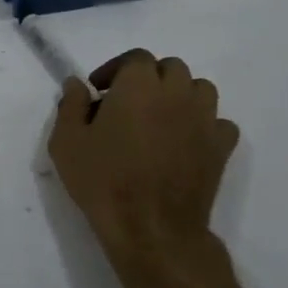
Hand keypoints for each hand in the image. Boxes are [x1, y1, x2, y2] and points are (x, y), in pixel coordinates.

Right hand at [47, 50, 240, 287]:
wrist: (151, 229)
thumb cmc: (103, 181)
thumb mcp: (67, 142)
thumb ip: (71, 105)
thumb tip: (77, 84)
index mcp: (139, 84)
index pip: (135, 58)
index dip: (116, 70)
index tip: (99, 92)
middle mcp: (176, 92)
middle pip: (170, 68)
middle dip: (149, 79)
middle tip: (128, 104)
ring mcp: (204, 119)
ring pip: (199, 89)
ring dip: (180, 96)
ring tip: (160, 119)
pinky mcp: (221, 147)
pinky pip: (219, 123)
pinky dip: (205, 125)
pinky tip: (186, 141)